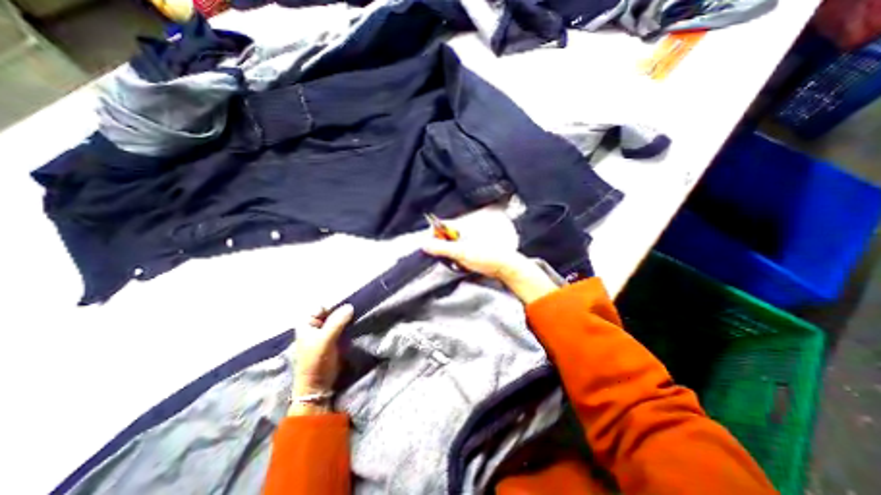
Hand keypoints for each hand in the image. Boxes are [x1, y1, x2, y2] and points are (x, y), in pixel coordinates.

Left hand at [292, 306, 354, 413]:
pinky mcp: (334, 338)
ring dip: (348, 318)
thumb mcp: (325, 341)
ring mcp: (325, 332)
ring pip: (338, 319)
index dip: (336, 306)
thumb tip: (350, 306)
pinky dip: (349, 324)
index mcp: (306, 323)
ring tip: (359, 316)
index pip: (323, 306)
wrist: (318, 386)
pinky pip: (343, 326)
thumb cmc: (316, 362)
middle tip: (357, 310)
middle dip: (343, 311)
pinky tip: (357, 324)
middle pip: (332, 311)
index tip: (350, 308)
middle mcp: (315, 325)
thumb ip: (337, 322)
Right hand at [421, 237, 555, 302]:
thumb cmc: (487, 256)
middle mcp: (462, 233)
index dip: (432, 236)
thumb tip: (425, 244)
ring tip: (454, 262)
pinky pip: (455, 255)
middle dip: (439, 248)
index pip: (439, 227)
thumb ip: (442, 248)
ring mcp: (466, 243)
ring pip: (448, 248)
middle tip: (444, 257)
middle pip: (442, 238)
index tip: (429, 247)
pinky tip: (459, 265)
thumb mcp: (461, 252)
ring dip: (447, 256)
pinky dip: (454, 260)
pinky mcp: (469, 252)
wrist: (504, 266)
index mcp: (460, 228)